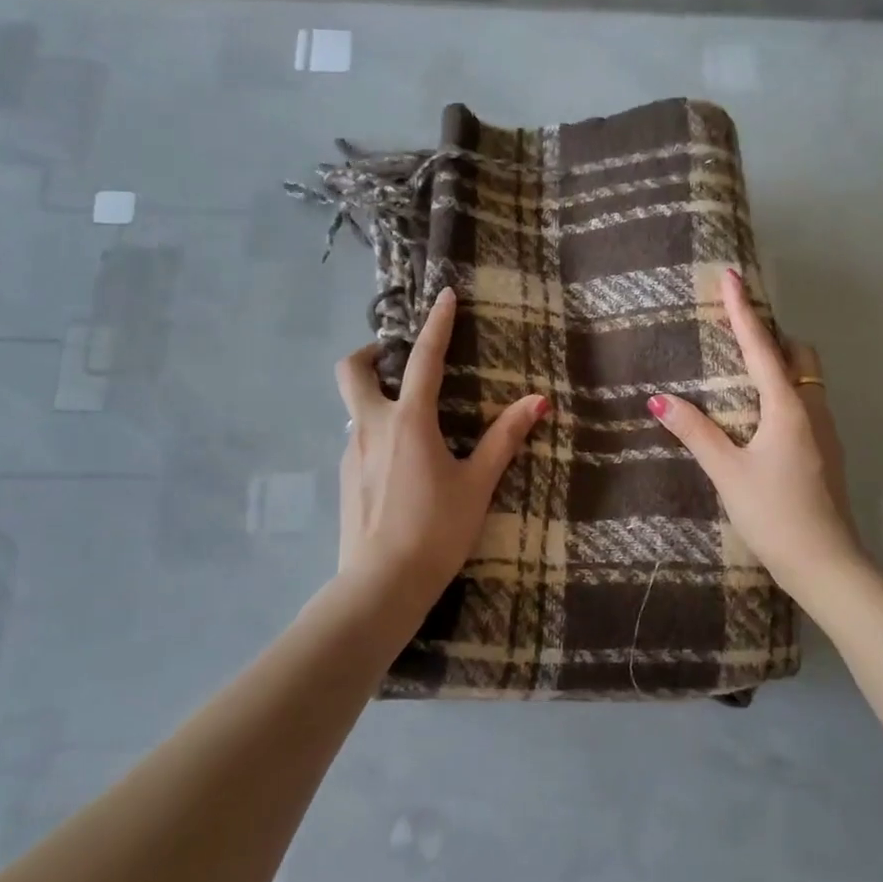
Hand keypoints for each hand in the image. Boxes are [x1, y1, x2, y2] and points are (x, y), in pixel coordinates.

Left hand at [336, 288, 549, 601]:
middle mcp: (371, 427)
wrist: (380, 586)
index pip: (425, 360)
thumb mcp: (476, 484)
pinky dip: (376, 432)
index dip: (437, 324)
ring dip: (375, 397)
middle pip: (351, 370)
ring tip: (411, 421)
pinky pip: (358, 439)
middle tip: (395, 359)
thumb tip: (537, 401)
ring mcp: (352, 452)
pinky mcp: (345, 478)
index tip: (444, 295)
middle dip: (370, 352)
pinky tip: (400, 465)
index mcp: (408, 422)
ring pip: (354, 407)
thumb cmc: (436, 531)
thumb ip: (503, 439)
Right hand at [647, 269, 866, 603]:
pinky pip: (806, 402)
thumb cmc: (773, 513)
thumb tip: (660, 399)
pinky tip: (761, 417)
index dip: (743, 311)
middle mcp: (812, 409)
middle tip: (739, 333)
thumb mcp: (727, 472)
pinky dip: (785, 391)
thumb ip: (696, 432)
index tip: (731, 276)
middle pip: (798, 354)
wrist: (826, 563)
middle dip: (772, 335)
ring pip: (806, 379)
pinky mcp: (826, 452)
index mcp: (788, 406)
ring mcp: (825, 431)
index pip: (761, 346)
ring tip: (744, 372)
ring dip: (780, 364)